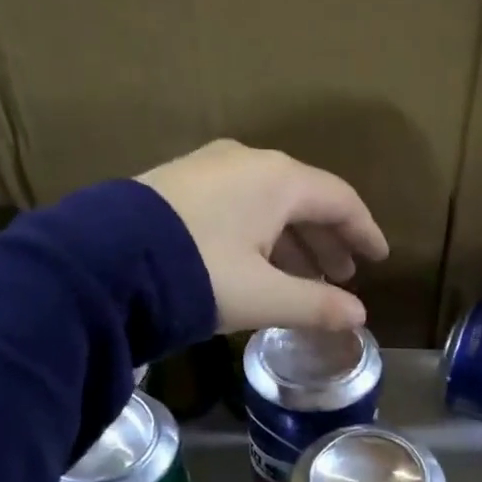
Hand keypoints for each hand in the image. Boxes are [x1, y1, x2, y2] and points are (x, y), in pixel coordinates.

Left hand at [137, 140, 388, 332]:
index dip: (364, 232)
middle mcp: (248, 163)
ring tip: (306, 279)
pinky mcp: (180, 185)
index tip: (379, 259)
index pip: (340, 200)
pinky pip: (240, 205)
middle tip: (343, 276)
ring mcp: (210, 169)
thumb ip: (316, 306)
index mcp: (278, 180)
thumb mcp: (263, 296)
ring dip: (294, 242)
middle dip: (328, 241)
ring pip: (270, 204)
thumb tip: (358, 317)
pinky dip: (262, 235)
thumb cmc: (198, 274)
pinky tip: (260, 265)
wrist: (102, 261)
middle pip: (305, 200)